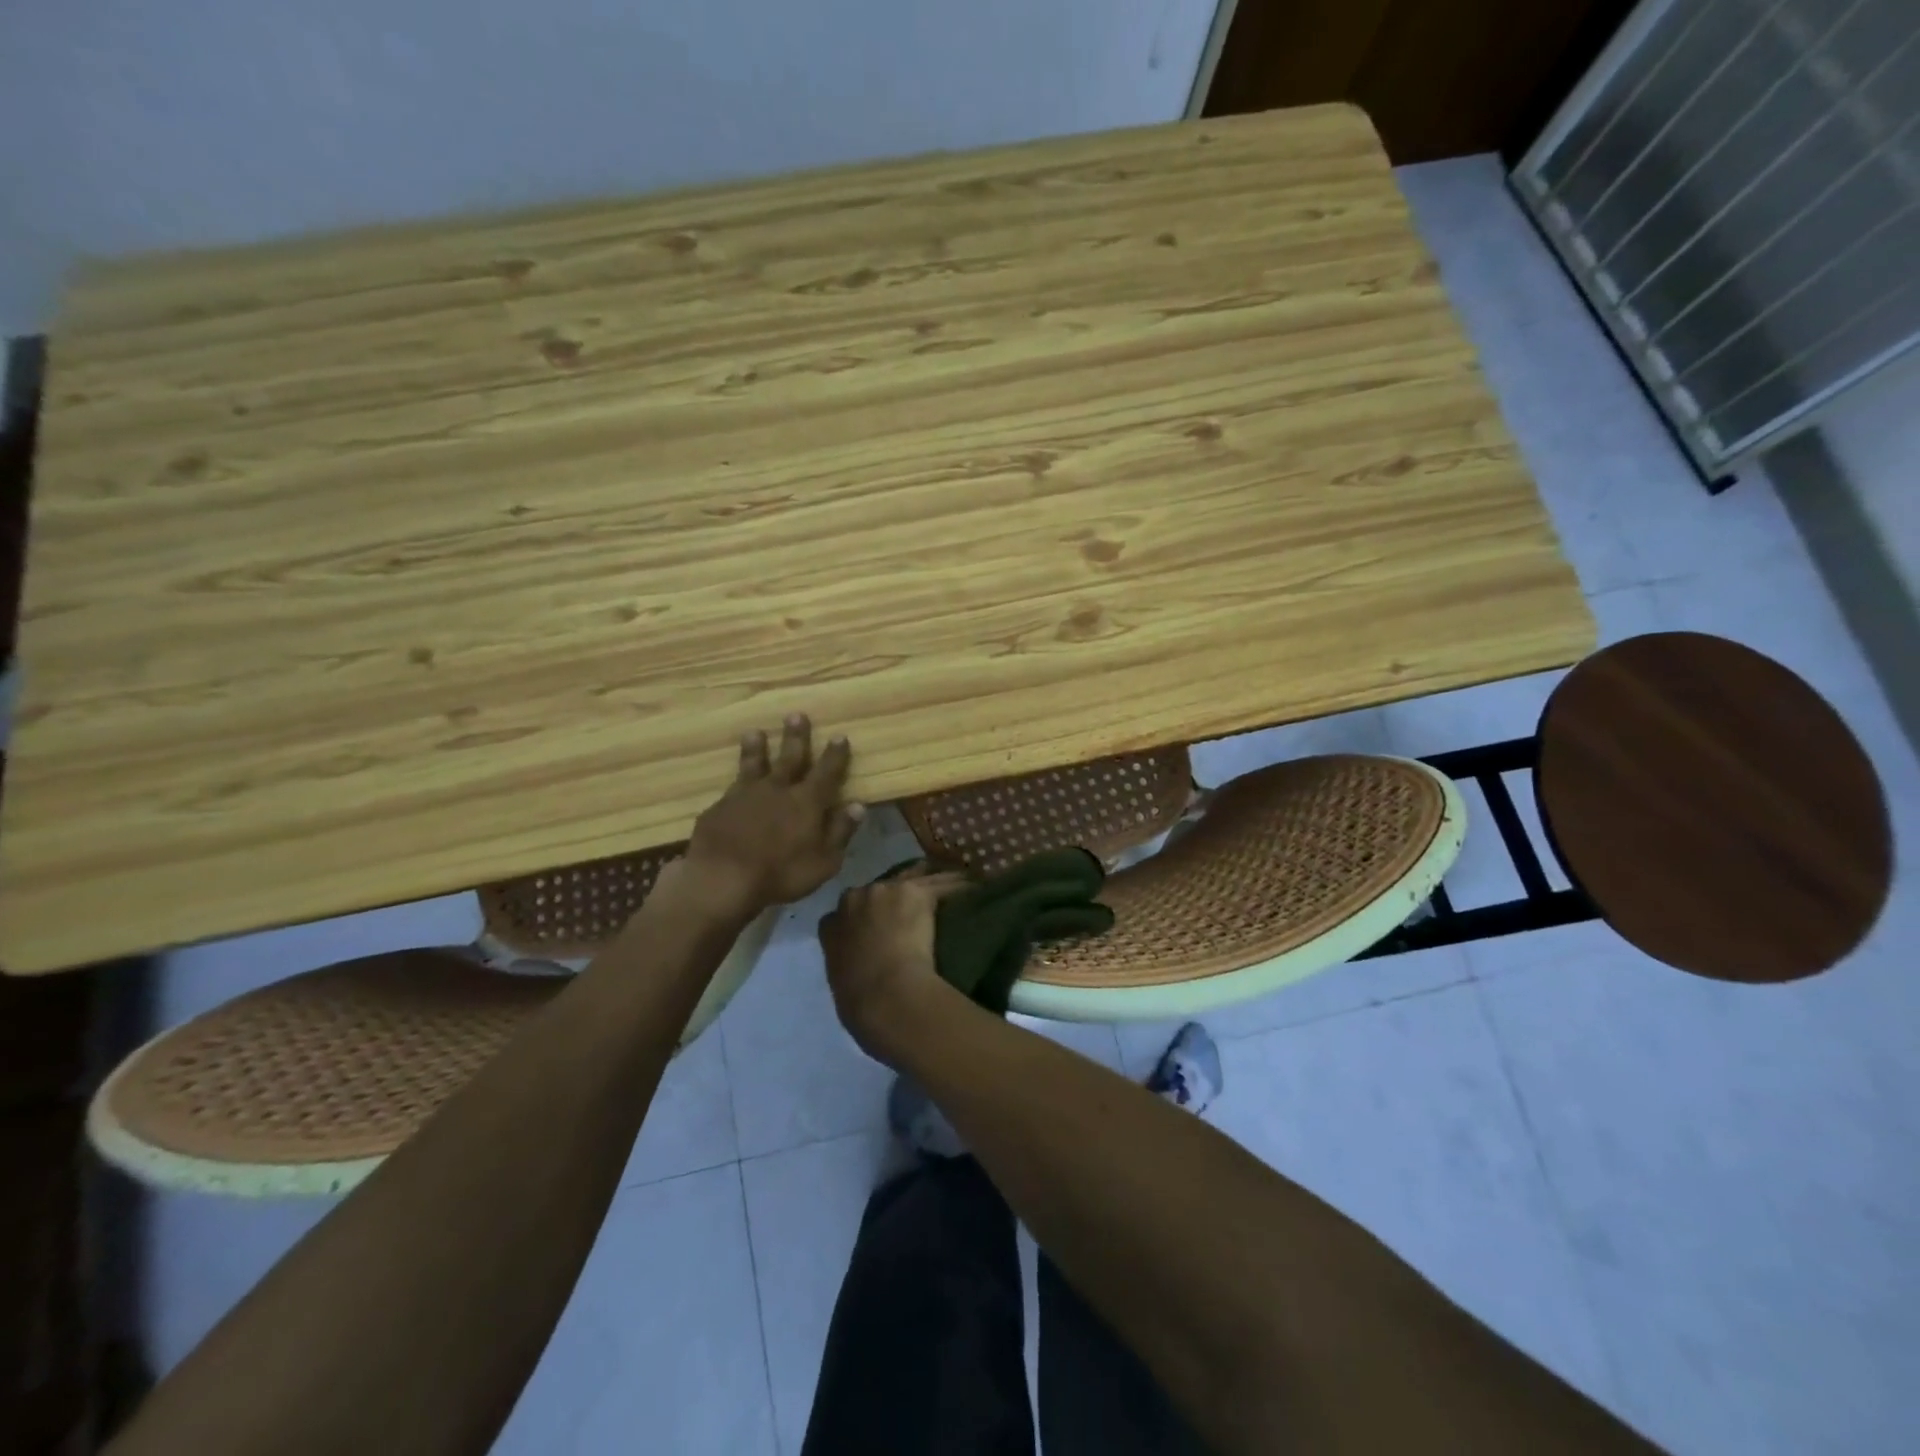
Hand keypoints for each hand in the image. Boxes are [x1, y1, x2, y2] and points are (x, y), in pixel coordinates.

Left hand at [681, 714, 863, 915]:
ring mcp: (745, 796)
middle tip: (796, 715)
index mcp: (807, 802)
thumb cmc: (781, 873)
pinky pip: (730, 790)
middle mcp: (777, 790)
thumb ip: (840, 831)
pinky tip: (732, 785)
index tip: (839, 736)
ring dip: (756, 748)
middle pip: (789, 757)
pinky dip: (735, 784)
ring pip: (753, 765)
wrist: (723, 877)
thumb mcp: (824, 861)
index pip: (826, 772)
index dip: (835, 755)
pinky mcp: (719, 808)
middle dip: (795, 737)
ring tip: (755, 732)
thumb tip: (858, 805)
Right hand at [820, 866, 969, 1062]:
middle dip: (897, 894)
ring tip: (952, 887)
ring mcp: (886, 890)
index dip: (868, 915)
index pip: (848, 910)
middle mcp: (856, 899)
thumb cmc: (862, 1006)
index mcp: (832, 926)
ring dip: (931, 882)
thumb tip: (865, 969)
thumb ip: (850, 966)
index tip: (882, 924)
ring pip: (915, 877)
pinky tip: (974, 887)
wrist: (887, 998)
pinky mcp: (916, 891)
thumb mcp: (843, 986)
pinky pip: (943, 883)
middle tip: (917, 907)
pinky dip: (959, 886)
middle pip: (882, 887)